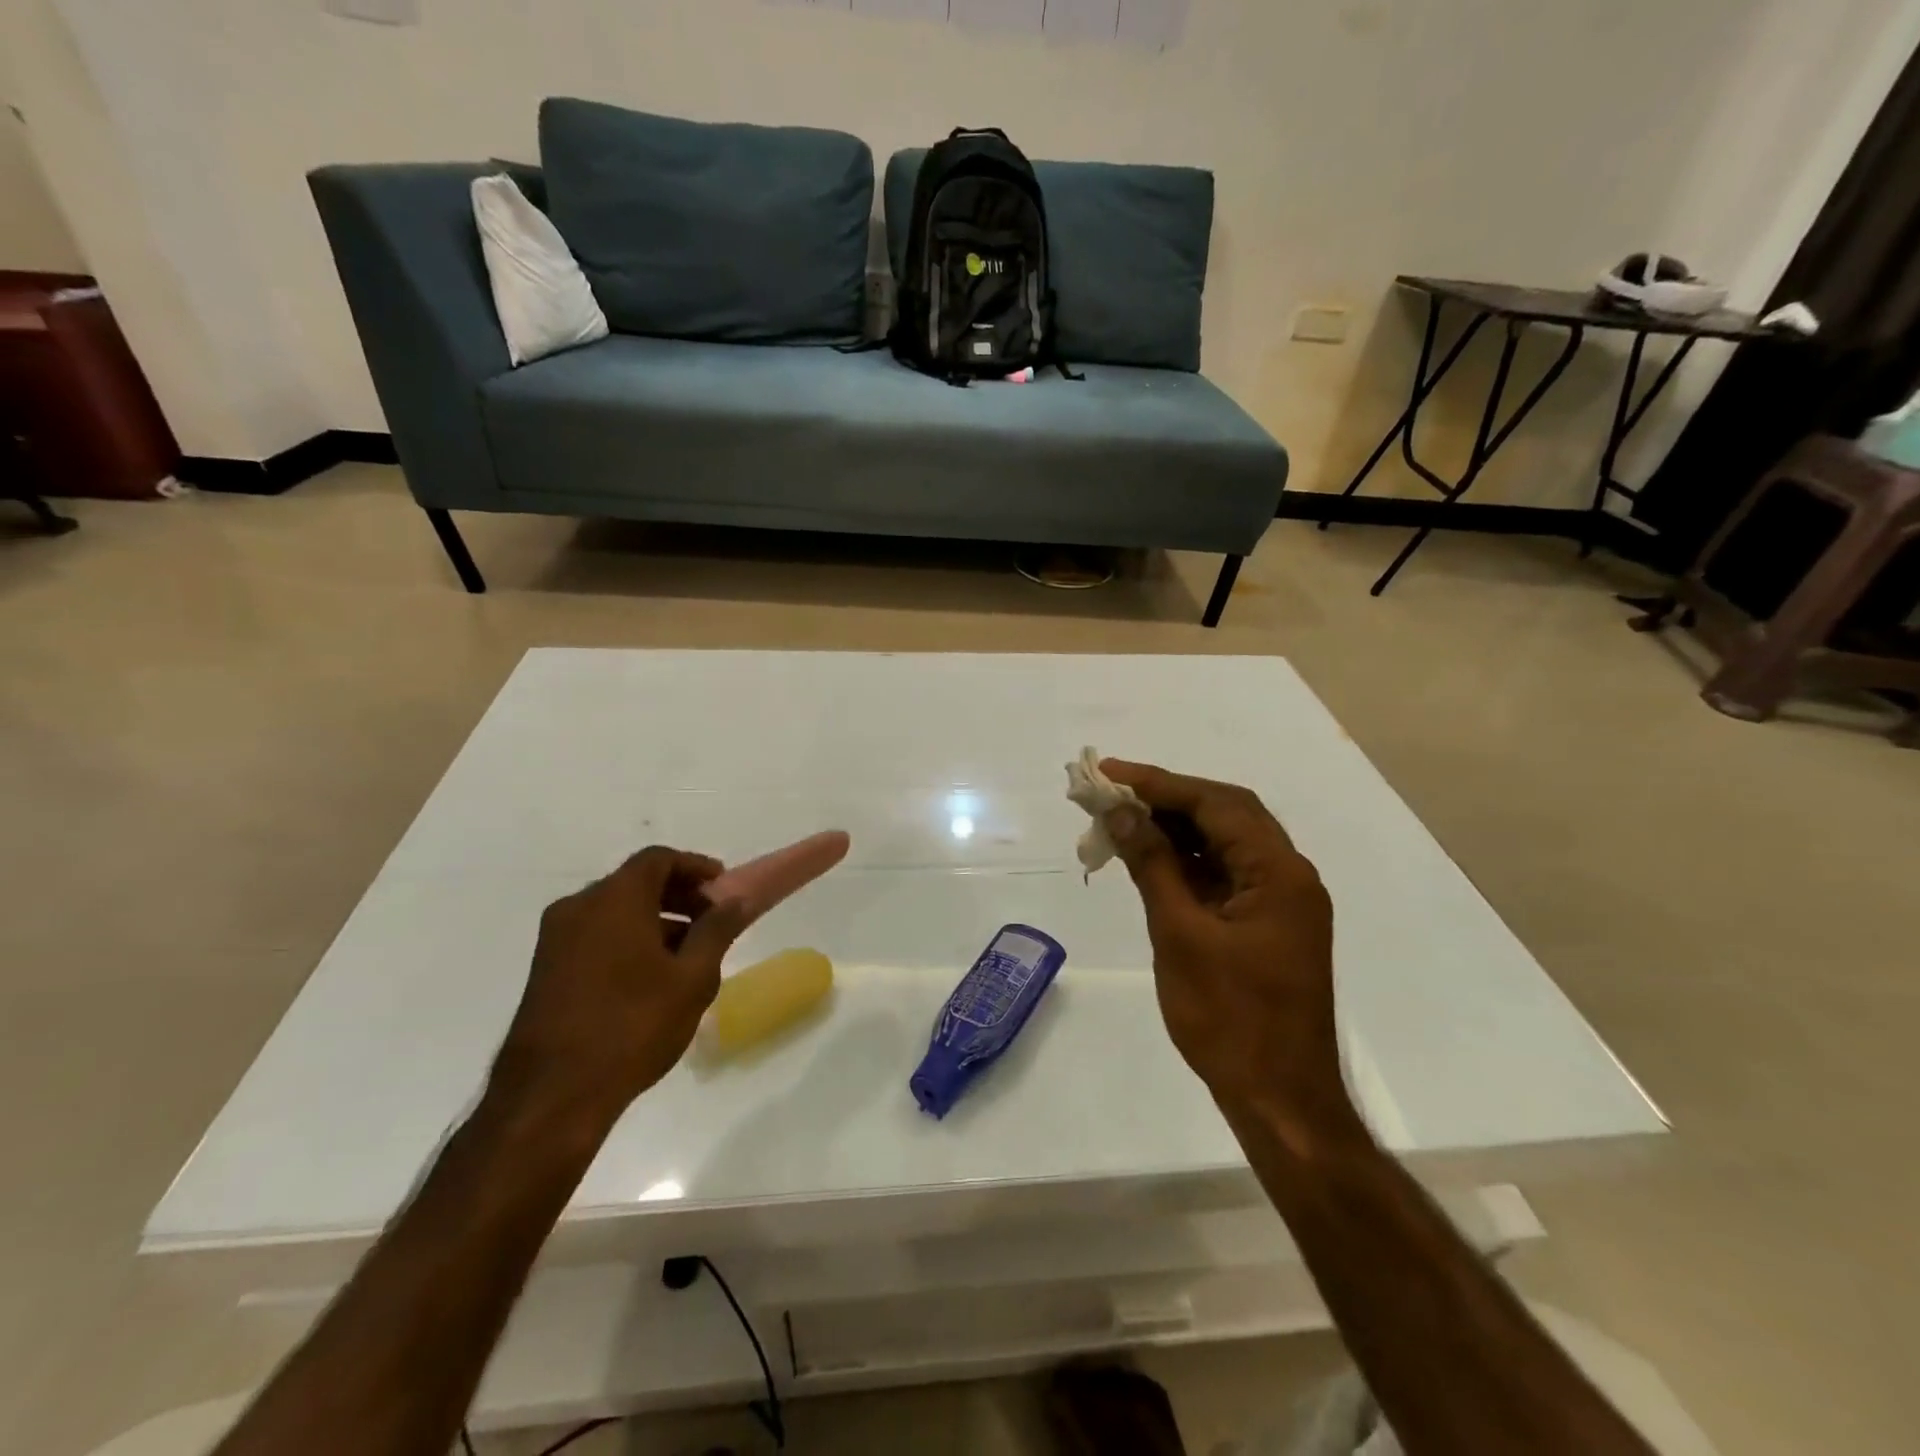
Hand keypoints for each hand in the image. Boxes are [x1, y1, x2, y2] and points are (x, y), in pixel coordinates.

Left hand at [489, 848, 748, 1133]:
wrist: (551, 1096)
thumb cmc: (632, 1026)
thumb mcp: (692, 978)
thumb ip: (716, 931)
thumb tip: (734, 901)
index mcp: (614, 899)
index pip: (658, 859)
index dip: (695, 867)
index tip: (723, 888)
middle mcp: (578, 907)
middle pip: (635, 882)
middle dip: (678, 895)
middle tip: (712, 920)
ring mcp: (555, 939)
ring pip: (614, 911)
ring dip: (654, 920)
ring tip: (688, 955)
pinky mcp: (545, 970)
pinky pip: (595, 935)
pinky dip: (627, 939)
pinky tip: (651, 978)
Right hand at [1101, 762, 1351, 1133]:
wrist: (1279, 1100)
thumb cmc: (1228, 1019)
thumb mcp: (1180, 934)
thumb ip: (1152, 865)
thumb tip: (1121, 810)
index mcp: (1279, 873)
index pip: (1217, 804)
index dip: (1160, 783)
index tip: (1109, 771)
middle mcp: (1289, 876)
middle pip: (1226, 813)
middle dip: (1167, 798)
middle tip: (1112, 792)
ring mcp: (1281, 901)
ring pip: (1225, 842)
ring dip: (1175, 829)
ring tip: (1120, 821)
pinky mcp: (1267, 924)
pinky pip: (1225, 874)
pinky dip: (1187, 861)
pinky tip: (1149, 859)